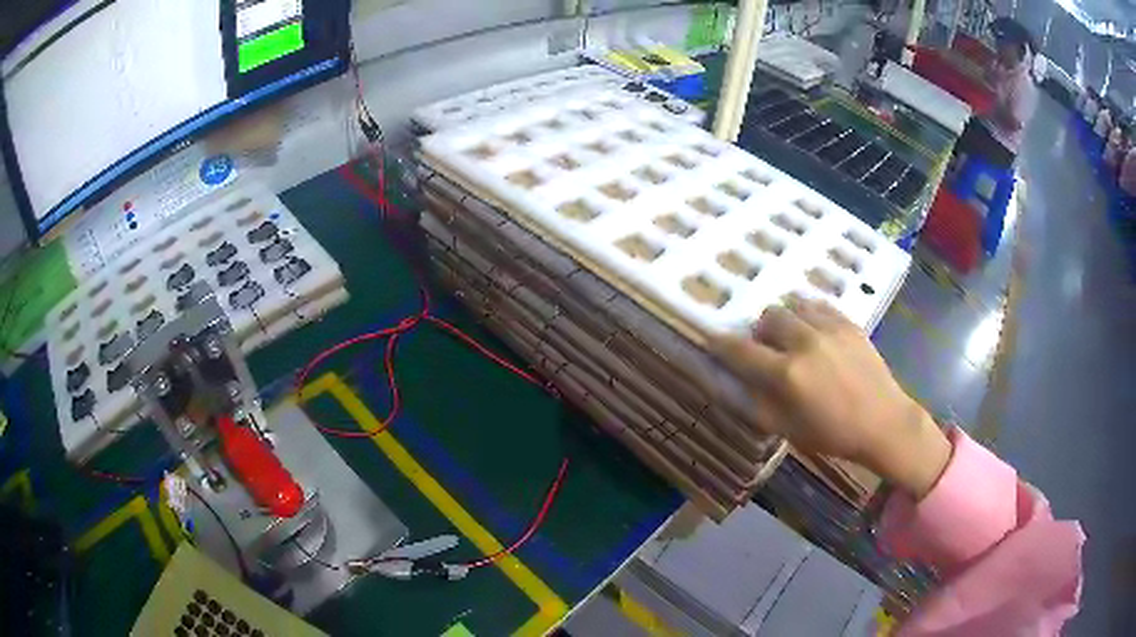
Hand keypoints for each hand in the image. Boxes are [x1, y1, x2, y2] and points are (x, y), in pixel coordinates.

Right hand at [709, 298, 951, 499]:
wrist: (883, 422)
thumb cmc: (833, 433)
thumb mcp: (786, 429)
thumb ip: (755, 402)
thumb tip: (727, 380)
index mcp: (786, 374)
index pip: (740, 350)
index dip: (721, 345)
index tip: (714, 342)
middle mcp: (804, 342)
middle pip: (767, 317)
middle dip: (760, 331)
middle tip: (768, 349)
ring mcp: (829, 328)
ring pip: (792, 305)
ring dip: (785, 319)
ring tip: (793, 337)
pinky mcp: (848, 322)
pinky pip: (818, 304)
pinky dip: (808, 314)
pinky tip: (814, 331)